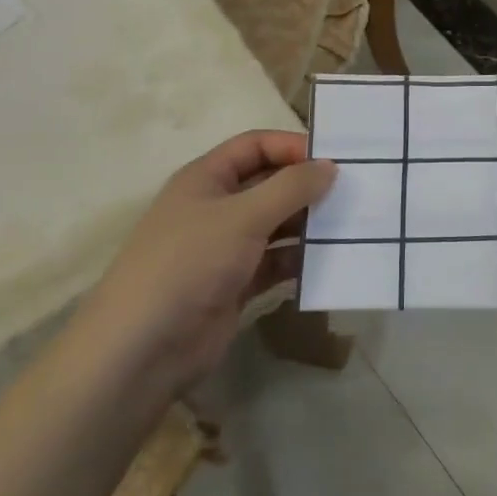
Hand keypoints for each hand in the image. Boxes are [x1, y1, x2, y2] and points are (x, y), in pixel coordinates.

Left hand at [88, 130, 334, 387]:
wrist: (141, 349)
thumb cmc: (189, 263)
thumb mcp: (243, 216)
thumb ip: (290, 188)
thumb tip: (330, 167)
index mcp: (206, 178)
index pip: (255, 146)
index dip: (292, 146)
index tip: (334, 159)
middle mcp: (216, 207)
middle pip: (269, 184)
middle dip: (307, 187)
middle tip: (354, 191)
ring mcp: (225, 248)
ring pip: (276, 226)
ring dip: (308, 225)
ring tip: (352, 225)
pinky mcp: (235, 285)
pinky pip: (276, 263)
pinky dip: (299, 261)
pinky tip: (331, 262)